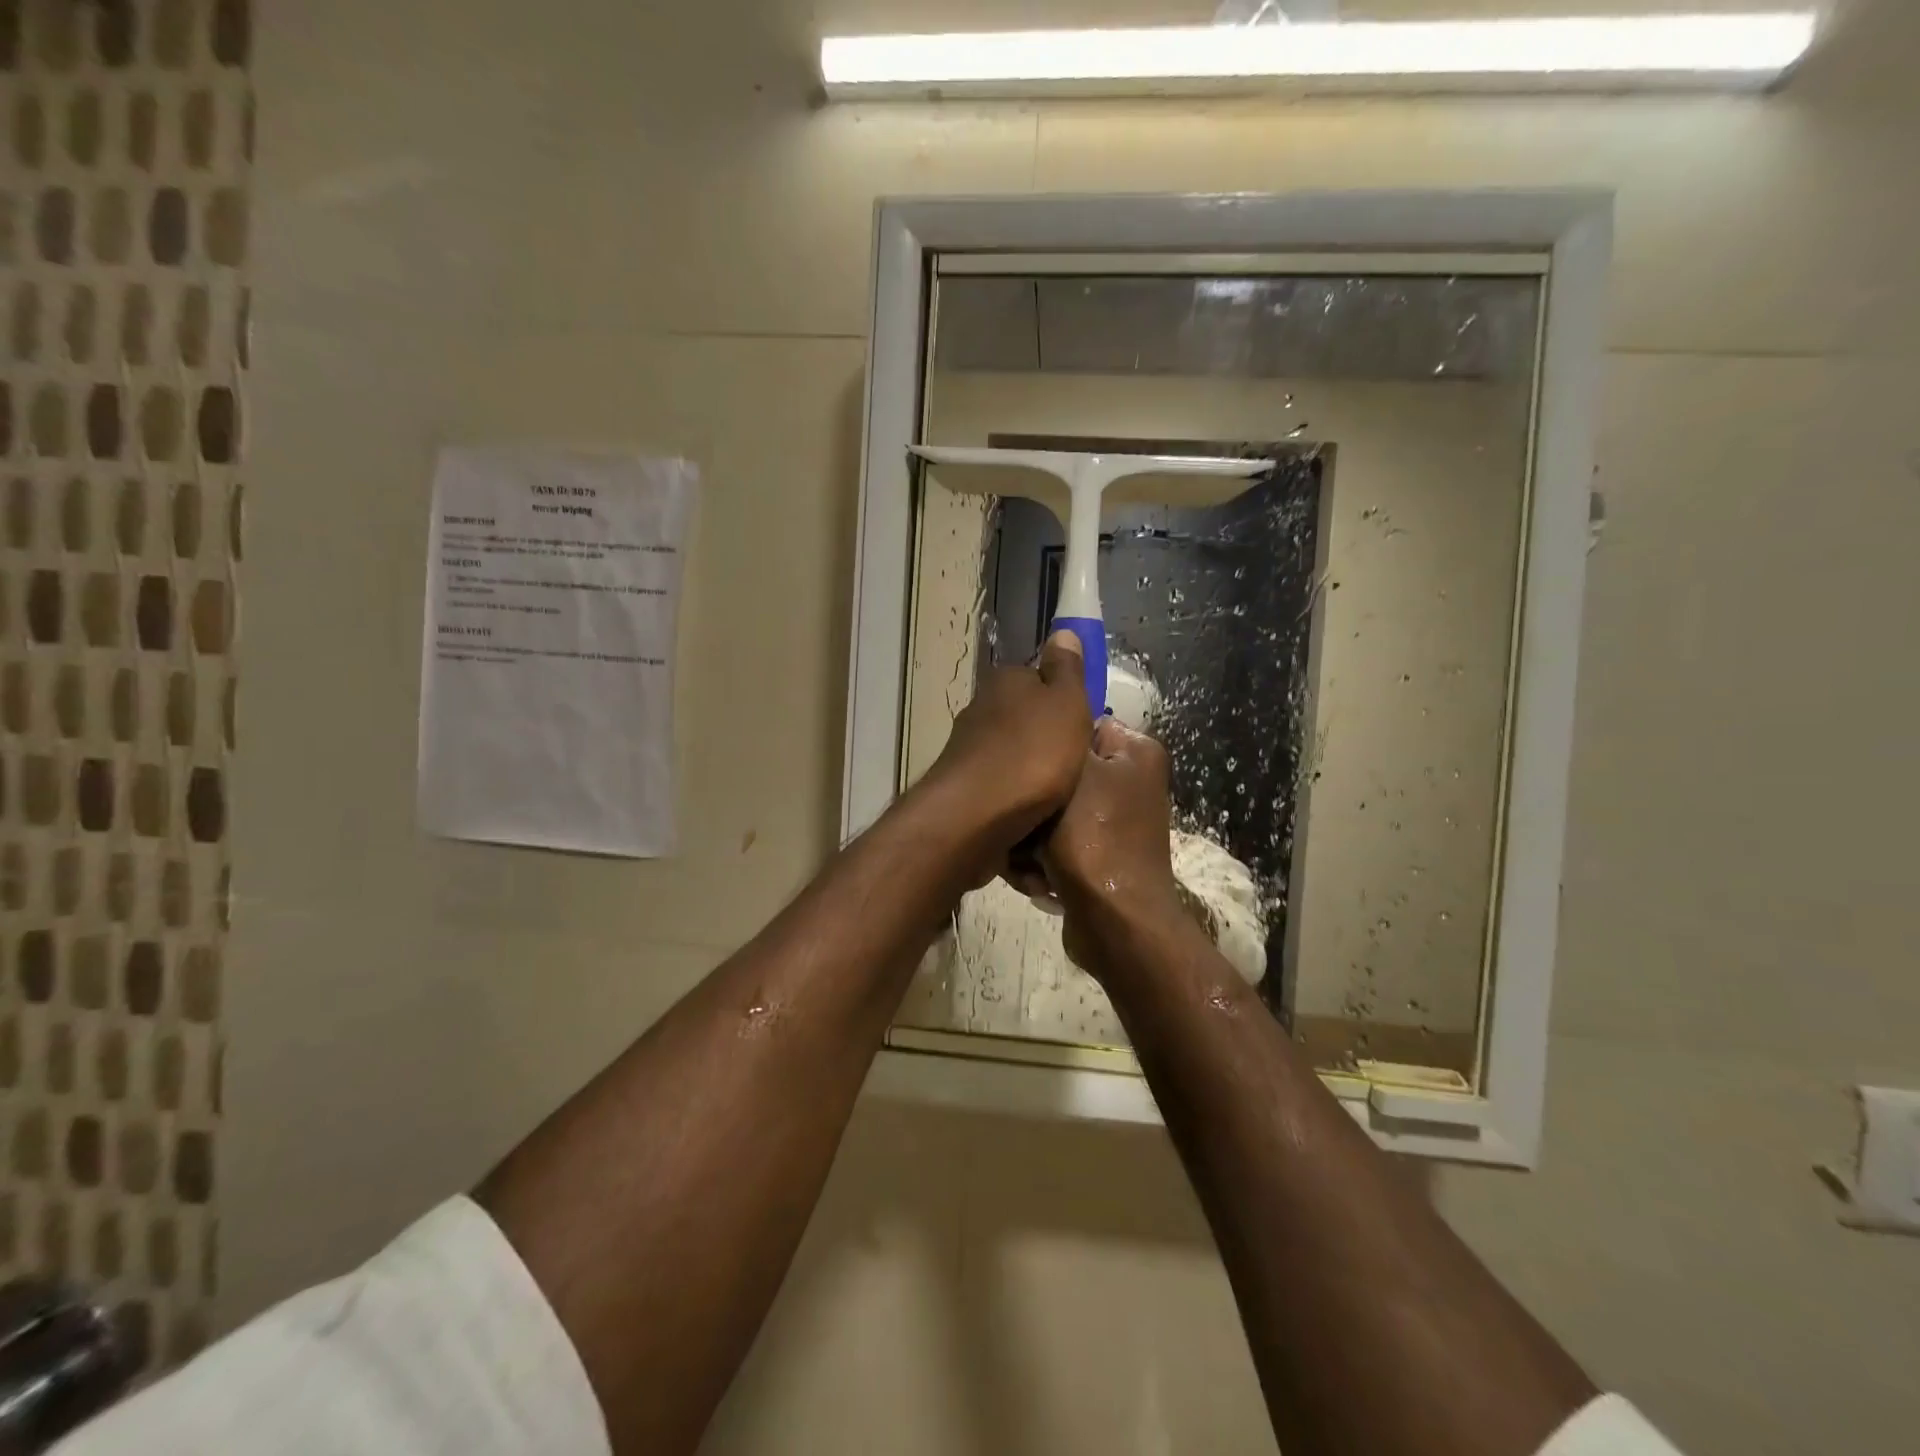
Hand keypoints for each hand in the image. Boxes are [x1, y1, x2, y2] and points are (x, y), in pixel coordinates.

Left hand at [920, 631, 1091, 860]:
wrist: (976, 814)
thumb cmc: (1033, 752)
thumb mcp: (1066, 703)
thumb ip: (1067, 670)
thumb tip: (1063, 633)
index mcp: (1005, 681)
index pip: (1039, 679)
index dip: (1064, 700)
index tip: (1084, 726)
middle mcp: (980, 709)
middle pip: (1024, 719)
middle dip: (1047, 739)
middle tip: (1078, 765)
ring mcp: (968, 750)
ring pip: (1012, 755)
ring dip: (1031, 771)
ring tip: (1059, 796)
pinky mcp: (963, 788)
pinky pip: (1000, 788)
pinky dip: (1016, 798)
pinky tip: (1033, 815)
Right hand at [1039, 718, 1185, 972]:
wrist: (1115, 923)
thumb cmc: (1093, 839)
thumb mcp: (1071, 773)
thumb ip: (1059, 739)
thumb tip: (1045, 725)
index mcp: (1135, 752)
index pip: (1078, 726)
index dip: (1044, 744)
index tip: (1013, 763)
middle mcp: (1128, 782)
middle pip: (1059, 776)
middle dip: (1032, 803)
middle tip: (1014, 821)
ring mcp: (1113, 823)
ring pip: (1050, 814)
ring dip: (1029, 839)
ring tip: (1022, 860)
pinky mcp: (1097, 857)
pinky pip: (1057, 845)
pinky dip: (1042, 861)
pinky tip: (1035, 879)